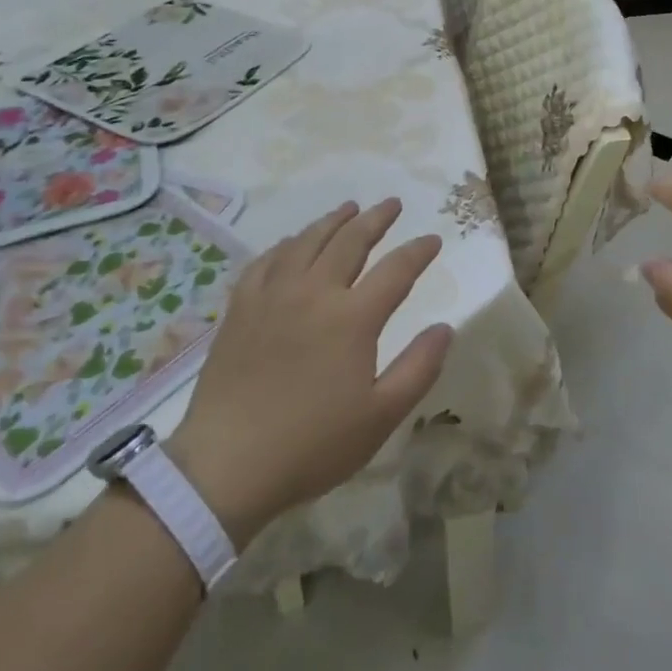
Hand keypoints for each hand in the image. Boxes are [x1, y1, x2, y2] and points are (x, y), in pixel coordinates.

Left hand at [170, 200, 451, 547]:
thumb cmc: (312, 445)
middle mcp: (314, 292)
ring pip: (307, 241)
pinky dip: (287, 244)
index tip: (433, 239)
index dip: (418, 251)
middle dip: (376, 219)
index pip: (397, 269)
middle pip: (351, 241)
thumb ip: (419, 368)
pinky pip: (267, 260)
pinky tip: (292, 243)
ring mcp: (273, 296)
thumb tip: (445, 327)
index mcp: (353, 318)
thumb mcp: (381, 417)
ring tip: (349, 208)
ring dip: (333, 221)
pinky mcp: (241, 308)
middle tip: (393, 204)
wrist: (225, 466)